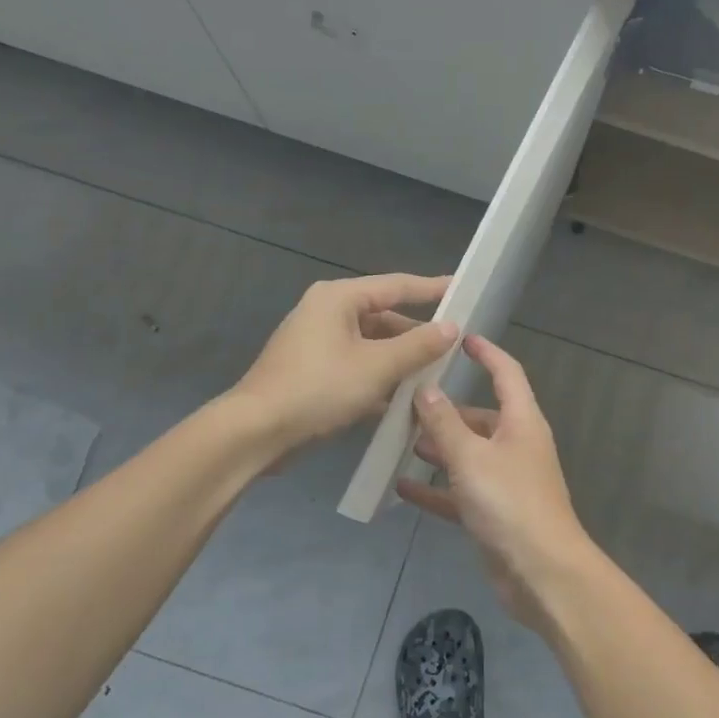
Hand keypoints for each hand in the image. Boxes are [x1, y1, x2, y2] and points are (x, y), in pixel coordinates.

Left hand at [233, 274, 456, 452]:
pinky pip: (356, 366)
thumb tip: (451, 327)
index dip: (432, 288)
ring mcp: (316, 343)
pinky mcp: (312, 372)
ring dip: (399, 361)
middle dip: (417, 335)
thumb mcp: (377, 366)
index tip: (462, 289)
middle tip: (454, 345)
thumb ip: (418, 345)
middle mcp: (326, 313)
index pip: (396, 285)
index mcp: (339, 298)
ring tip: (436, 376)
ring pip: (370, 345)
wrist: (256, 432)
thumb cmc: (319, 389)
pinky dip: (379, 378)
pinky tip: (404, 400)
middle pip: (383, 316)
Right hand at [396, 334, 601, 632]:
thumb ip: (444, 423)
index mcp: (521, 422)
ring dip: (438, 448)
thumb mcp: (470, 457)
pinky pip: (459, 492)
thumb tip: (425, 389)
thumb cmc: (509, 502)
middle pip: (480, 416)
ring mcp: (506, 481)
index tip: (461, 339)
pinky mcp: (493, 513)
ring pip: (467, 455)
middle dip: (446, 410)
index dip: (486, 353)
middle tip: (405, 403)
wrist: (542, 573)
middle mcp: (516, 446)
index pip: (507, 373)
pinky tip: (402, 487)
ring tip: (399, 442)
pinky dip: (435, 488)